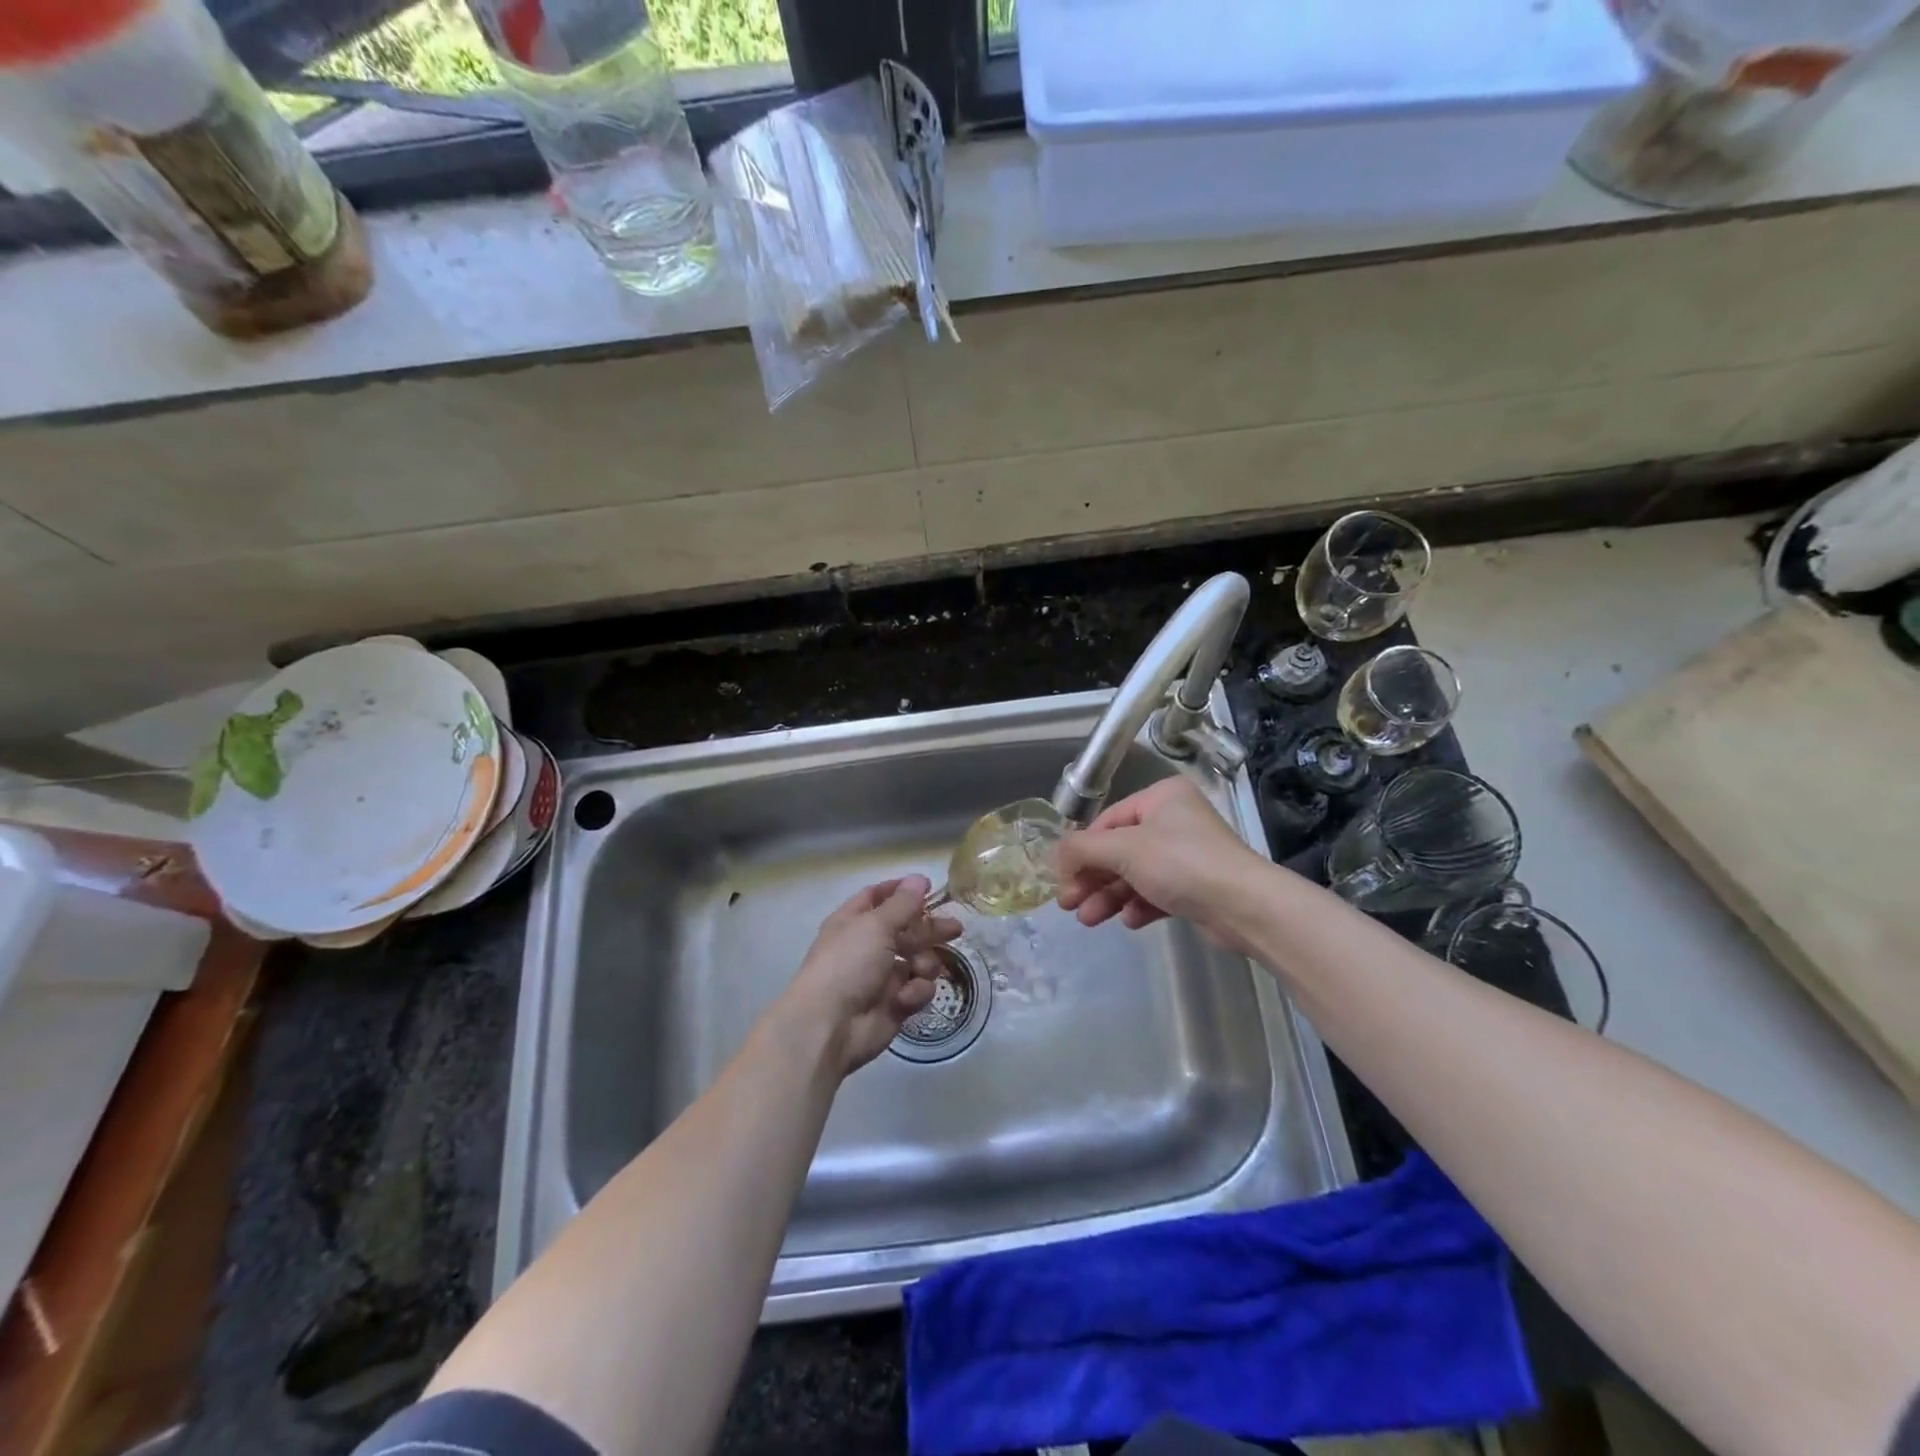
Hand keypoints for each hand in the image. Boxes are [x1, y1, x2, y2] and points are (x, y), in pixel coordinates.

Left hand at [777, 875, 962, 1075]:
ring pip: (917, 961)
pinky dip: (915, 992)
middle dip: (929, 929)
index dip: (901, 891)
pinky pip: (917, 990)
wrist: (831, 1025)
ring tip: (921, 968)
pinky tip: (906, 998)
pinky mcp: (894, 1005)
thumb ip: (903, 903)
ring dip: (924, 963)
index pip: (878, 897)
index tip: (929, 887)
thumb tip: (919, 879)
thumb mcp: (876, 925)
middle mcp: (867, 947)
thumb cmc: (849, 963)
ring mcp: (881, 977)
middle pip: (906, 930)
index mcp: (853, 922)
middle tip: (955, 928)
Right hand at [1055, 778, 1266, 947]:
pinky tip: (1128, 920)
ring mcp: (1187, 855)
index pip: (1107, 821)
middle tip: (1067, 903)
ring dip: (1108, 896)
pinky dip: (1138, 905)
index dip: (1080, 850)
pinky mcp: (1196, 887)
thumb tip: (1053, 856)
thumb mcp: (1123, 849)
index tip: (1060, 878)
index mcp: (1161, 798)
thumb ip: (1082, 849)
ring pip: (1134, 874)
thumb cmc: (1181, 863)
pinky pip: (1156, 892)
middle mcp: (1174, 821)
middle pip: (1118, 850)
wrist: (1244, 906)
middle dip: (1092, 878)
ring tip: (1088, 920)